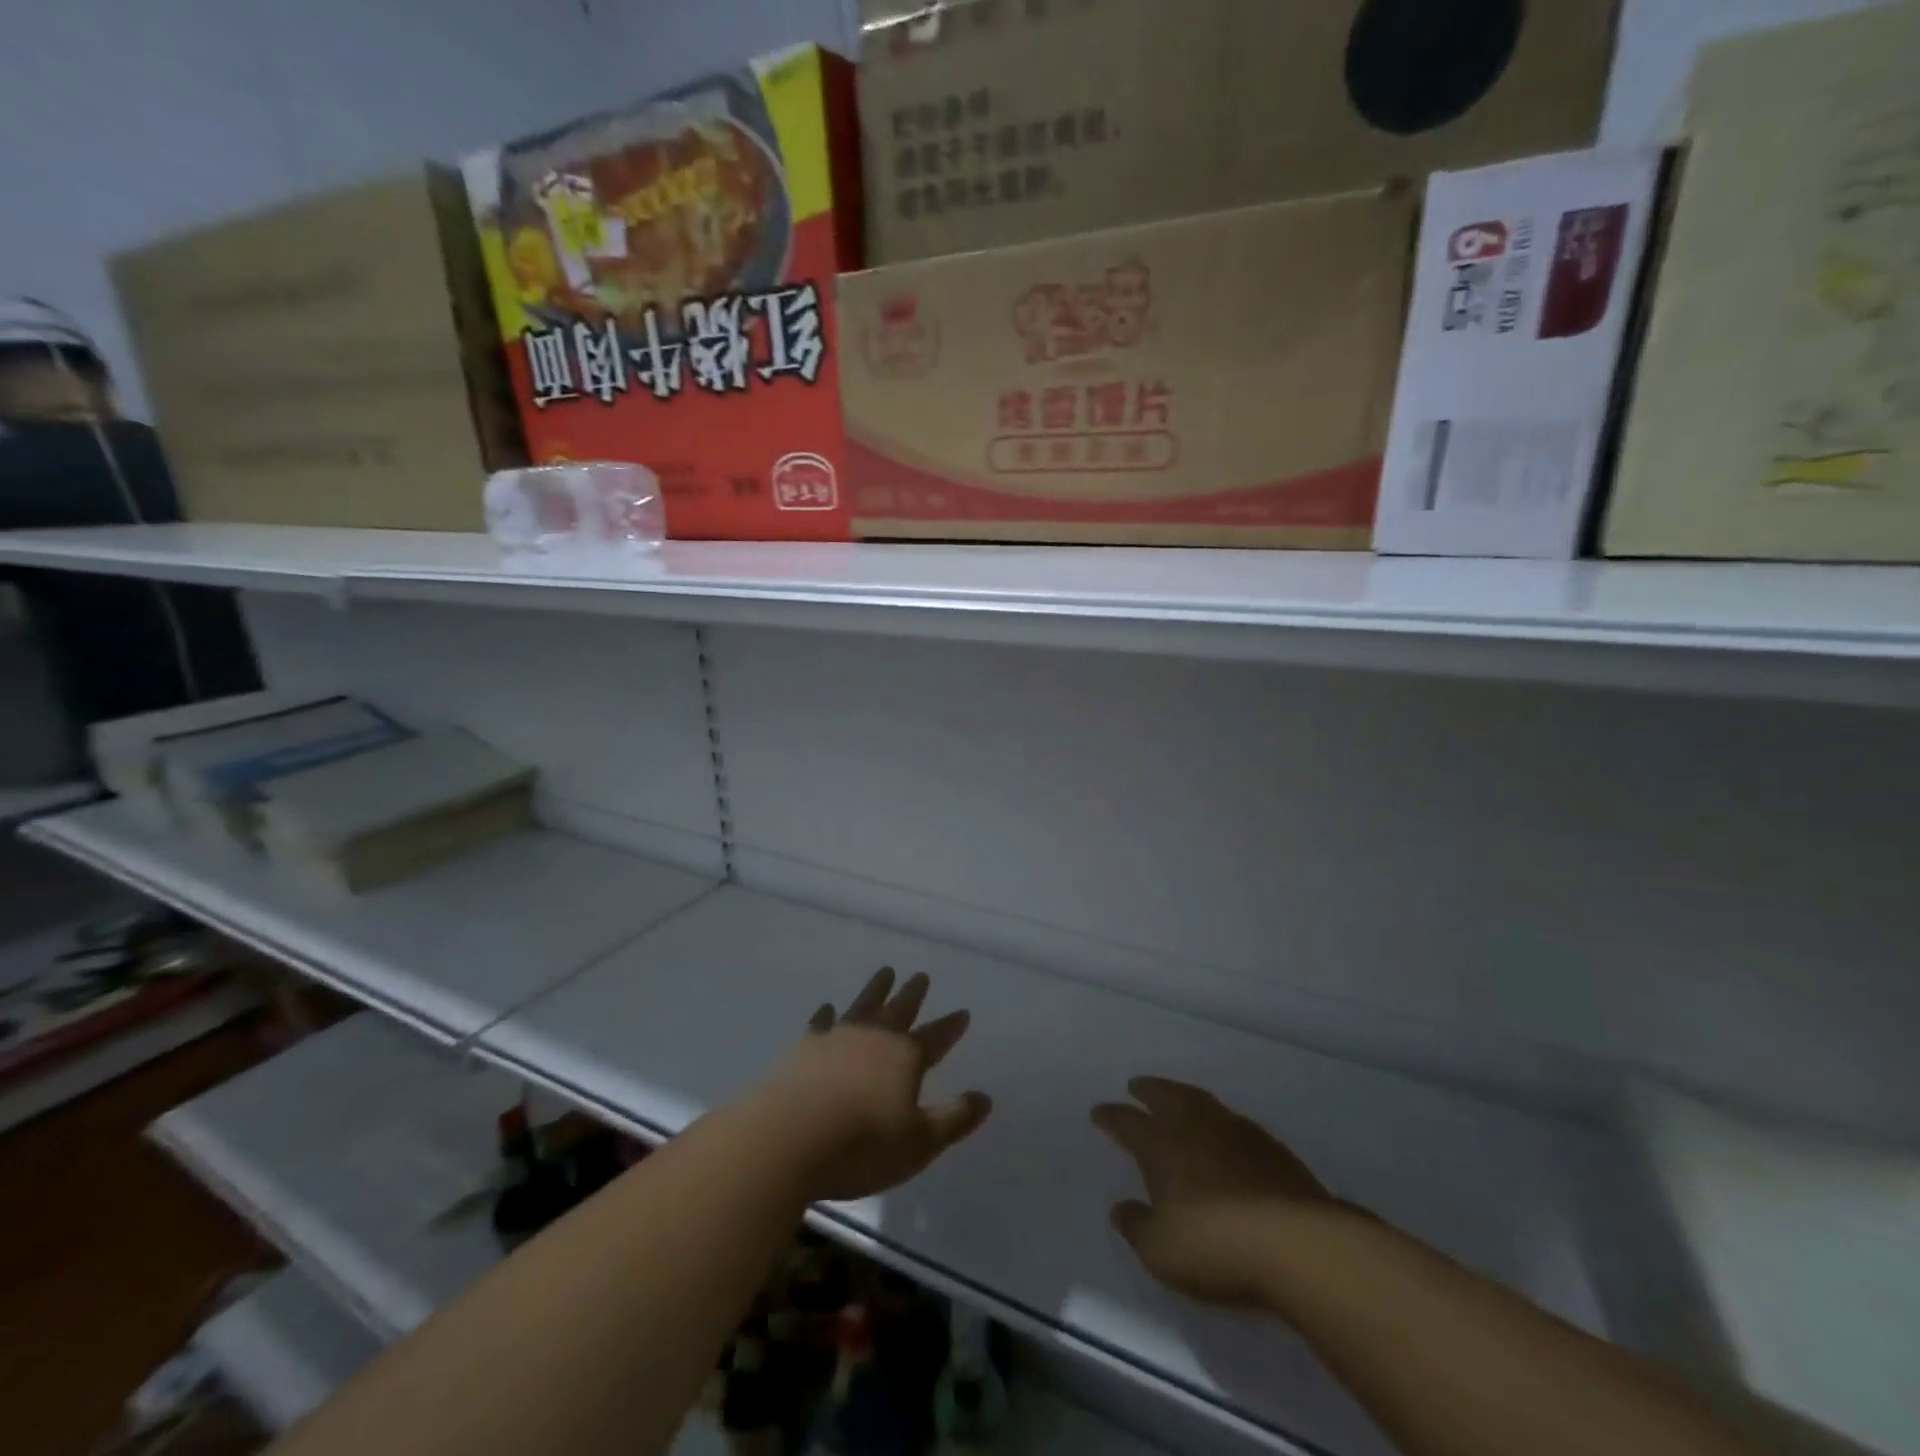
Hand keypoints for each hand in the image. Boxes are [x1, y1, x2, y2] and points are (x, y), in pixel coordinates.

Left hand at [755, 967, 991, 1202]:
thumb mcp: (919, 1143)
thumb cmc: (861, 1146)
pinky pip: (820, 1022)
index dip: (951, 1026)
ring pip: (863, 1005)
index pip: (936, 1037)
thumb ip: (953, 1119)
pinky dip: (826, 1013)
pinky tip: (827, 1007)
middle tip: (921, 975)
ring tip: (885, 972)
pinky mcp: (804, 1048)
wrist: (786, 1139)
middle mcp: (874, 1037)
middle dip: (913, 994)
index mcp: (905, 1057)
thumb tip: (984, 1097)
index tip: (963, 1011)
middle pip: (899, 1009)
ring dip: (876, 989)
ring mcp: (836, 1037)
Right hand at [1092, 1077, 1341, 1307]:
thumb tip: (1121, 1207)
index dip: (1111, 1117)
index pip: (1128, 1123)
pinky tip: (1223, 1131)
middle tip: (1137, 1084)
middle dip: (1149, 1089)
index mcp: (1162, 1147)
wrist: (1299, 1244)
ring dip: (1184, 1095)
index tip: (1099, 1112)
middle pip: (1167, 1096)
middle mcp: (1195, 1128)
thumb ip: (1137, 1227)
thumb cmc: (1217, 1247)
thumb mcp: (1162, 1252)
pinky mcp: (1272, 1148)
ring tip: (1177, 1097)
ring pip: (1202, 1101)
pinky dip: (1218, 1119)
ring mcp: (1236, 1133)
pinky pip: (1233, 1120)